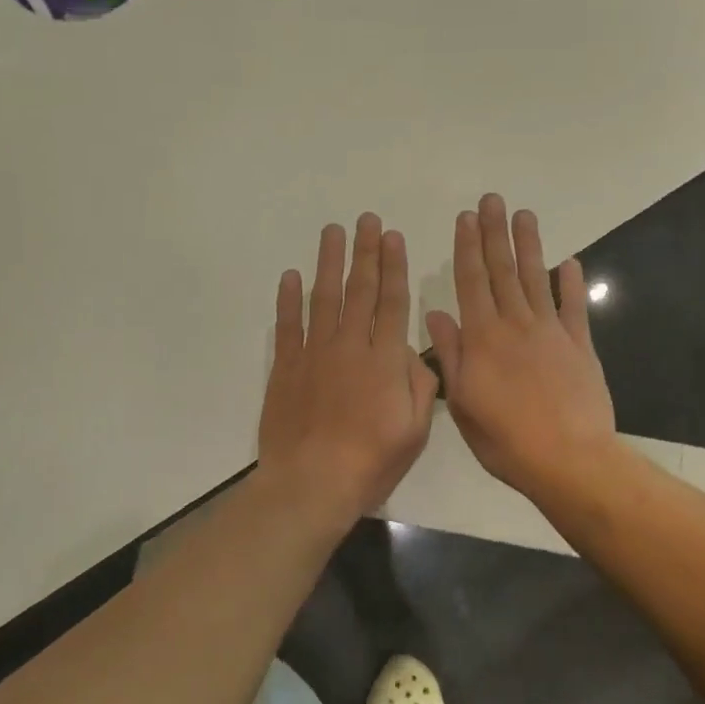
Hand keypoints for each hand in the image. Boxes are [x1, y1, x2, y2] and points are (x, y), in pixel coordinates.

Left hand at [258, 214, 439, 521]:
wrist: (311, 482)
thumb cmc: (370, 462)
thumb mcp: (415, 430)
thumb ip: (419, 385)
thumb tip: (412, 352)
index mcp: (385, 360)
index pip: (392, 302)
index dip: (394, 268)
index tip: (393, 238)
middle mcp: (349, 346)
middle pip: (360, 290)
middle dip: (365, 252)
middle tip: (366, 220)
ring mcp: (314, 353)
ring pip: (324, 298)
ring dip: (329, 262)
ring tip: (333, 231)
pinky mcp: (285, 367)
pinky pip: (287, 325)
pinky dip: (288, 299)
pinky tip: (290, 275)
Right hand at [425, 195, 616, 498]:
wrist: (568, 459)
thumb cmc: (504, 438)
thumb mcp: (463, 402)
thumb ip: (450, 355)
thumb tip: (436, 314)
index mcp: (482, 338)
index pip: (471, 283)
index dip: (467, 248)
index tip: (465, 219)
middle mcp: (515, 325)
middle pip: (503, 271)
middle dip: (496, 234)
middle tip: (492, 200)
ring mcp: (551, 333)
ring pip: (535, 280)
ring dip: (529, 246)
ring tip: (524, 215)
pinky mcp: (580, 347)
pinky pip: (574, 308)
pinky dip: (571, 284)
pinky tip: (570, 262)